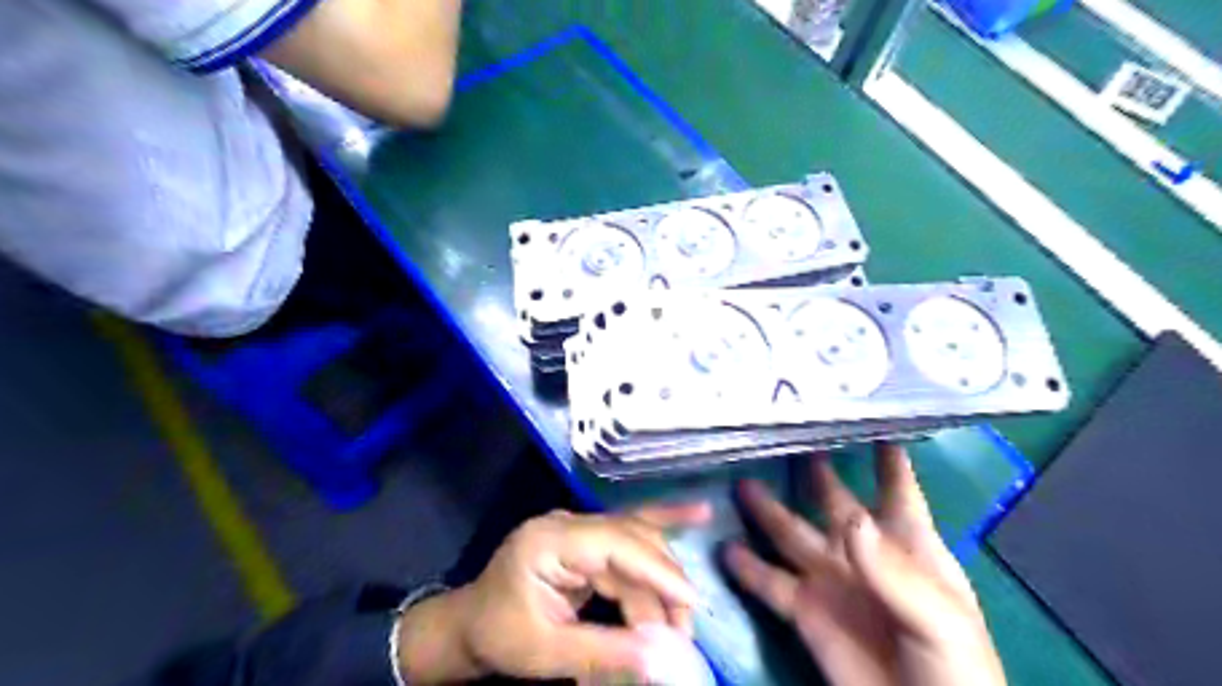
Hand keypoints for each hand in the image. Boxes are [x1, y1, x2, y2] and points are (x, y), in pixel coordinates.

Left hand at [395, 502, 711, 682]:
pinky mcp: (587, 538)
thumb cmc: (501, 637)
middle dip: (664, 584)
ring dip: (663, 580)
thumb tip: (665, 659)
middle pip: (631, 541)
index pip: (614, 544)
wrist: (471, 625)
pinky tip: (697, 513)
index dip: (657, 570)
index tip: (691, 602)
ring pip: (637, 543)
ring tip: (683, 619)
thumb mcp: (547, 652)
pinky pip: (630, 534)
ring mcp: (579, 527)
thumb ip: (606, 652)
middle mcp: (567, 523)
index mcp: (549, 541)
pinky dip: (664, 527)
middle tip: (684, 631)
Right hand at [724, 445, 1001, 685]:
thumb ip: (895, 572)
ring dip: (766, 511)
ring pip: (791, 535)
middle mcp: (863, 554)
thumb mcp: (940, 622)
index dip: (886, 453)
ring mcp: (830, 582)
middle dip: (814, 470)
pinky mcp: (804, 613)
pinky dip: (746, 568)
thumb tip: (852, 520)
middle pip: (833, 501)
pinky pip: (769, 583)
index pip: (897, 488)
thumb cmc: (955, 671)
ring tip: (742, 484)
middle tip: (786, 435)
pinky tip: (725, 549)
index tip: (864, 415)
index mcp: (908, 546)